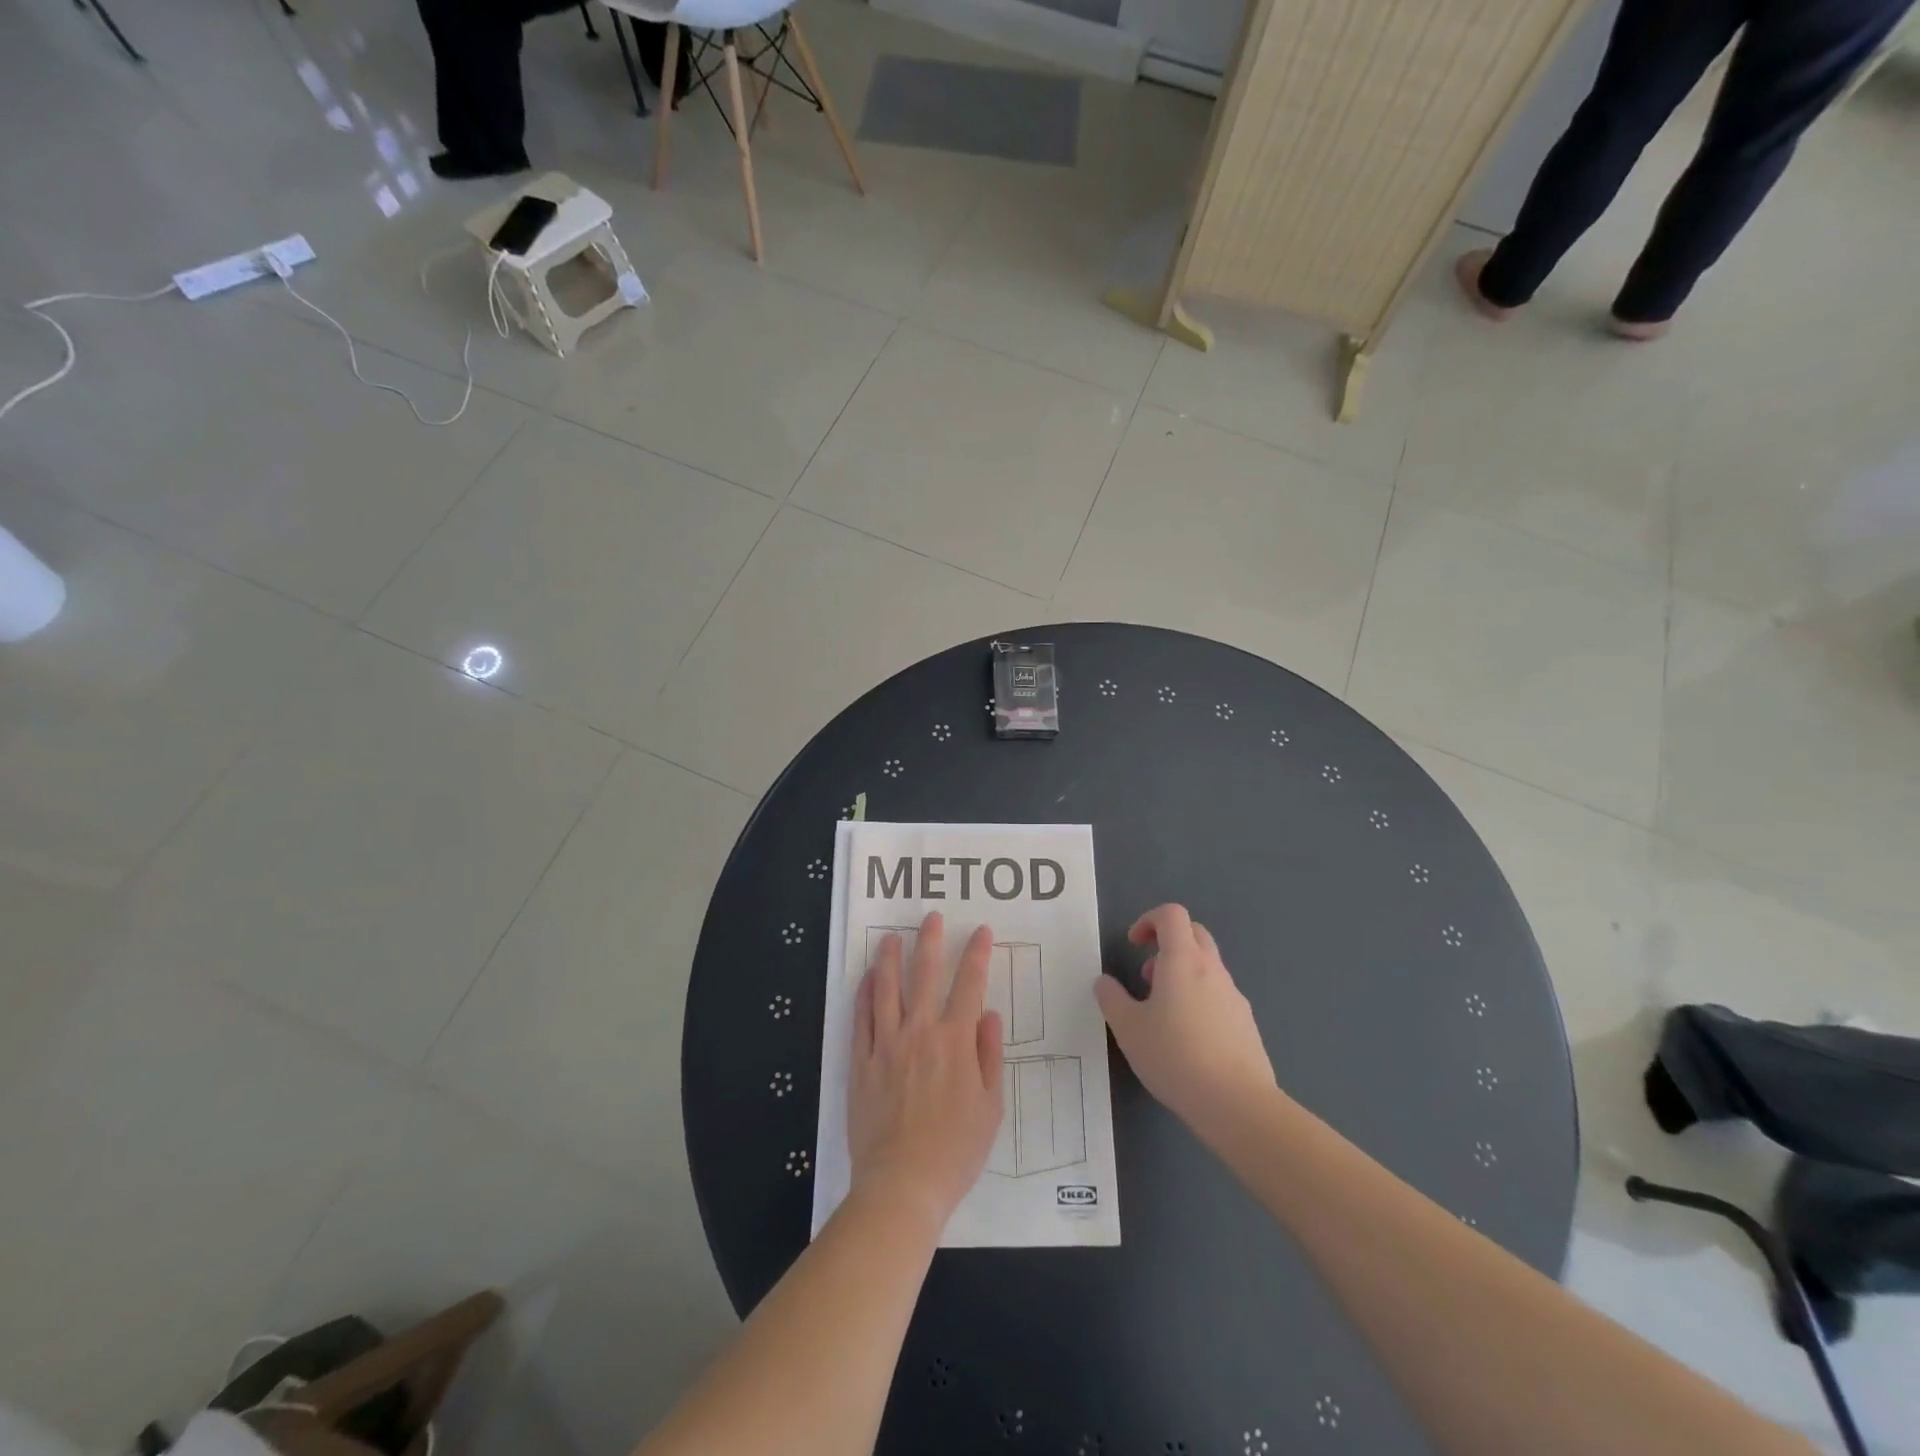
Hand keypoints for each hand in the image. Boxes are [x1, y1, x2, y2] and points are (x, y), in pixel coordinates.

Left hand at [848, 912, 1004, 1232]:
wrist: (902, 1185)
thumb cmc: (955, 1150)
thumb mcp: (990, 1106)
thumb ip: (989, 1055)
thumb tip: (988, 1013)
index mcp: (955, 1042)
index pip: (969, 985)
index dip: (976, 954)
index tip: (980, 931)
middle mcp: (920, 1033)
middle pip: (925, 975)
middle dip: (930, 941)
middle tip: (930, 917)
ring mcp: (886, 1045)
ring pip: (887, 989)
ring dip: (891, 958)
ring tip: (892, 936)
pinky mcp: (861, 1062)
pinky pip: (861, 1018)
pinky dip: (864, 994)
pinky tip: (867, 977)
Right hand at [1095, 903, 1277, 1132]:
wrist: (1237, 1103)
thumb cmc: (1175, 1056)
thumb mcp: (1128, 1028)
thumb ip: (1111, 998)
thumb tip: (1104, 982)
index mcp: (1183, 960)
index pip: (1171, 914)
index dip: (1148, 920)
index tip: (1133, 945)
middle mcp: (1212, 969)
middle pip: (1194, 933)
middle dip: (1167, 943)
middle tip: (1147, 975)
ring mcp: (1234, 996)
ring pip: (1207, 966)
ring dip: (1182, 974)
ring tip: (1162, 1013)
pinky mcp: (1246, 1023)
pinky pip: (1219, 995)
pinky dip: (1200, 999)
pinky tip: (1188, 1039)